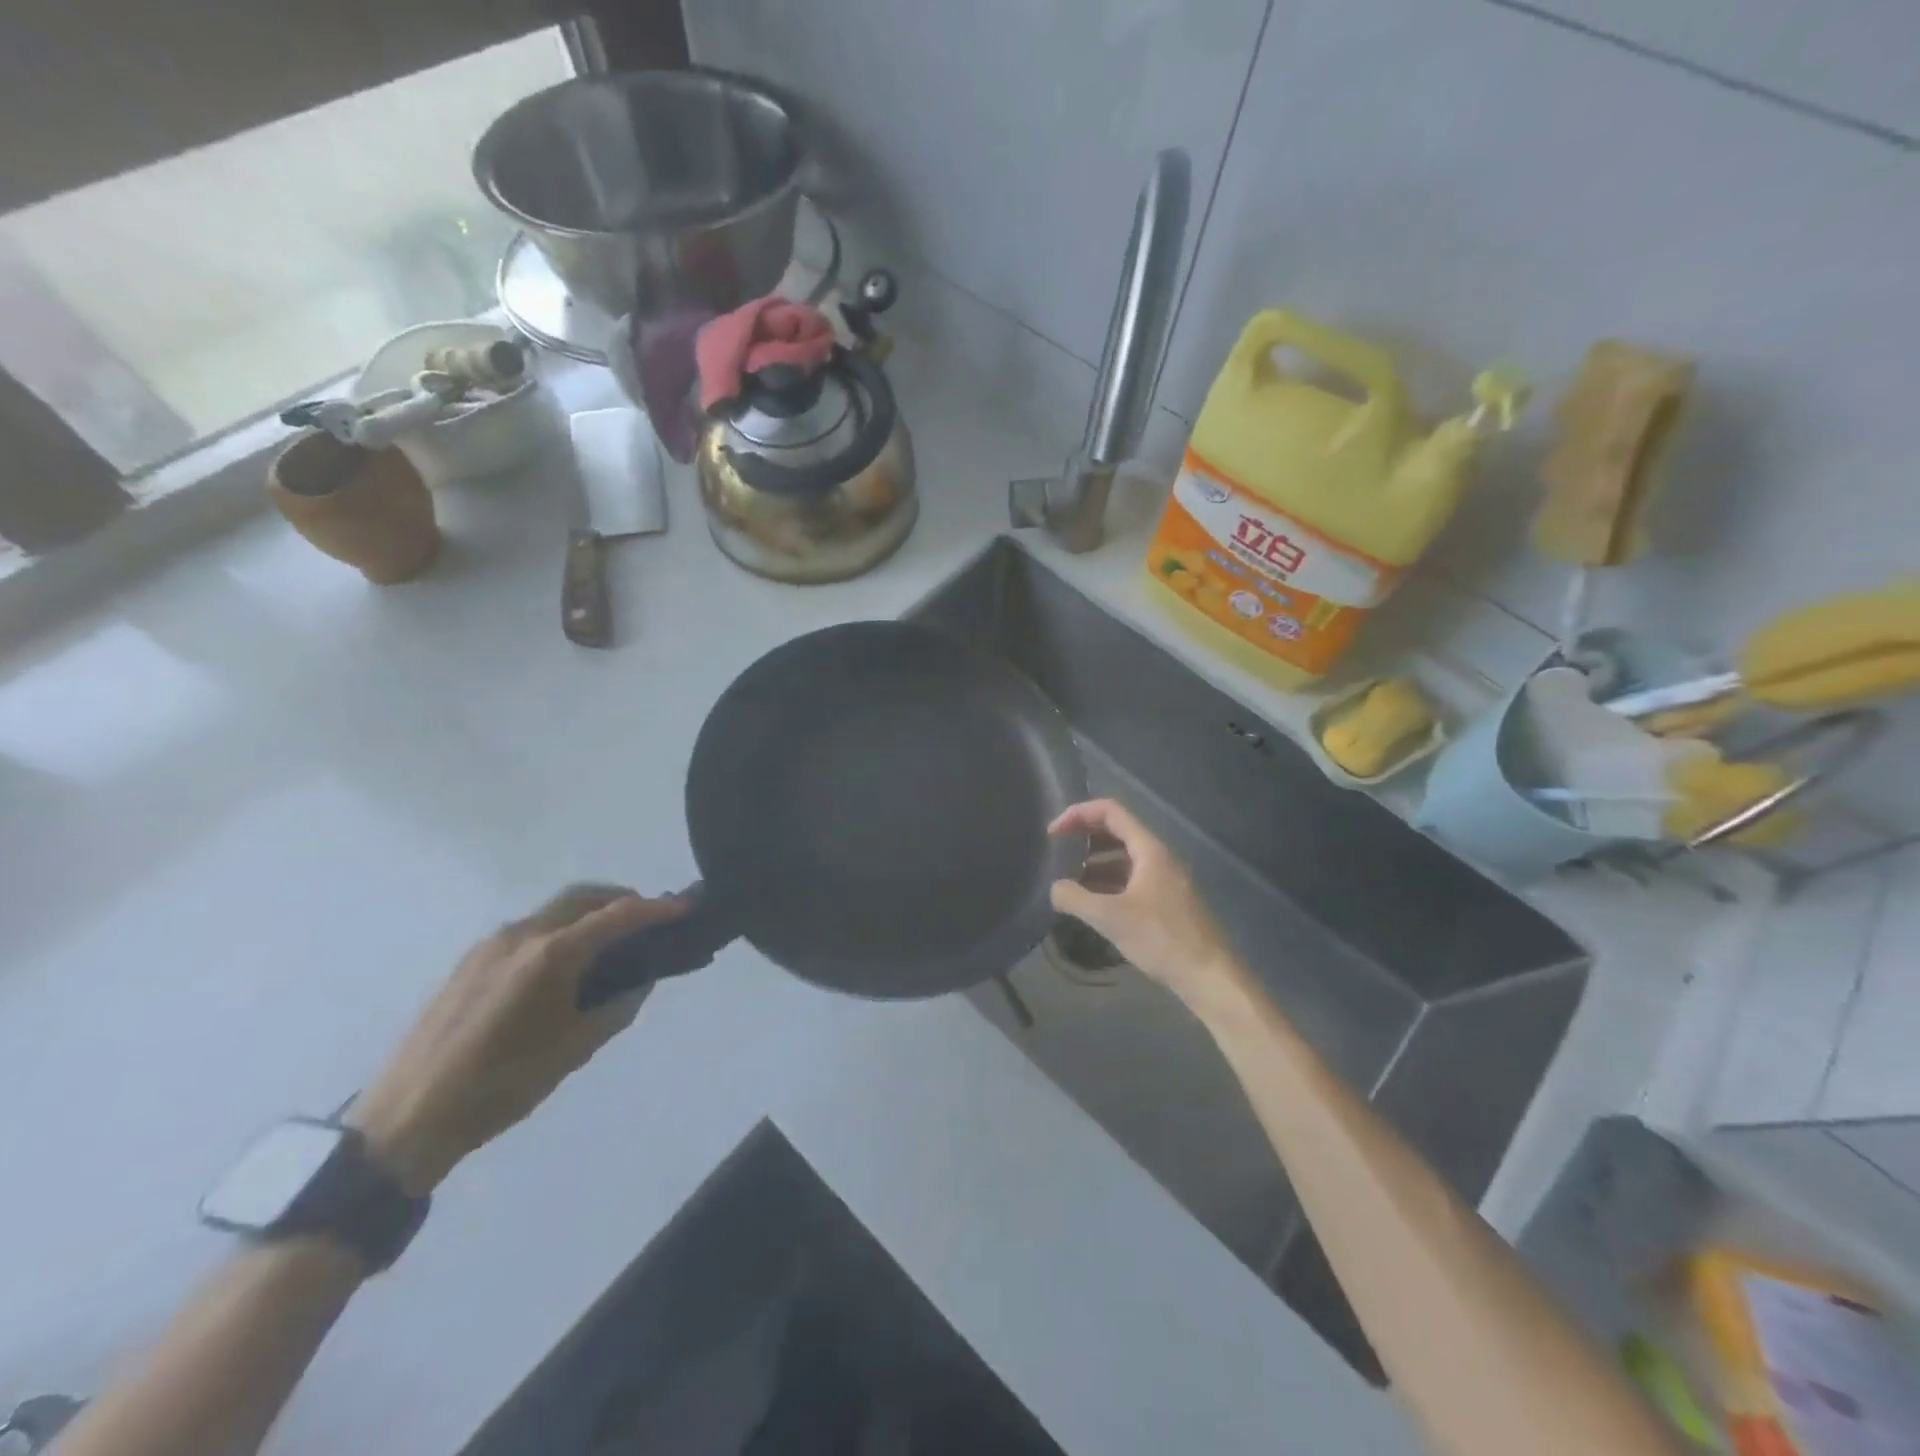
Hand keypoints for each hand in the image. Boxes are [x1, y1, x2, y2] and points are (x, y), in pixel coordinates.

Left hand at [349, 885, 686, 1193]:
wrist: (407, 1119)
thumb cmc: (501, 1086)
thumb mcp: (573, 1050)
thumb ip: (617, 1008)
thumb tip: (641, 981)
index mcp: (549, 955)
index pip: (616, 916)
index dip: (656, 909)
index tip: (686, 908)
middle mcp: (521, 935)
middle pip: (583, 897)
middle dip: (622, 900)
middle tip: (650, 921)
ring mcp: (490, 945)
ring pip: (554, 910)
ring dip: (590, 913)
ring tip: (612, 943)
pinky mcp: (471, 961)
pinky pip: (530, 929)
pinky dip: (561, 929)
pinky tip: (566, 965)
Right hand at [1048, 799, 1245, 1014]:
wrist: (1209, 976)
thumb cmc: (1162, 939)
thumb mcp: (1111, 918)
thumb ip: (1076, 898)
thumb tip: (1055, 888)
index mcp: (1149, 850)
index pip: (1110, 812)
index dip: (1078, 814)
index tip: (1053, 833)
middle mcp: (1158, 857)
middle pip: (1116, 831)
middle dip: (1084, 837)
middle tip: (1056, 851)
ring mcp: (1163, 880)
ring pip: (1123, 858)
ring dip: (1094, 862)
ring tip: (1067, 879)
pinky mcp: (1165, 902)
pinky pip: (1130, 880)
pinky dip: (1107, 883)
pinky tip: (1090, 902)